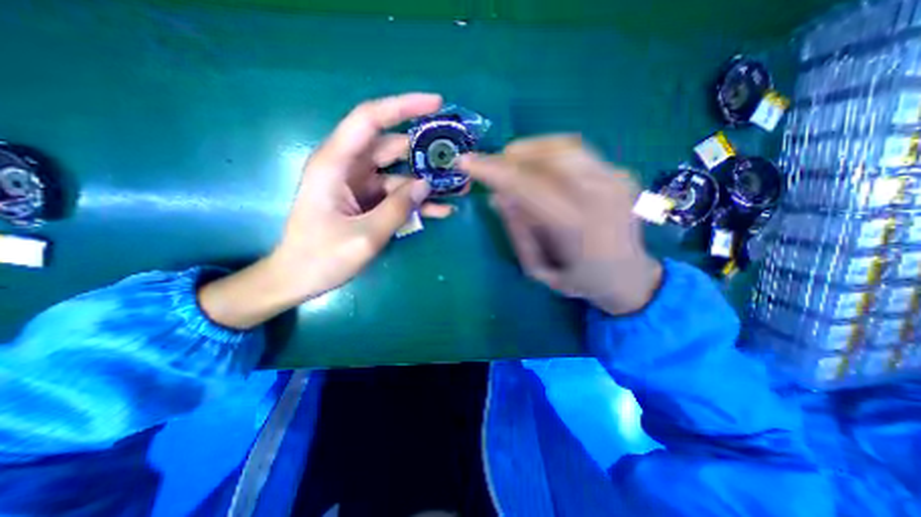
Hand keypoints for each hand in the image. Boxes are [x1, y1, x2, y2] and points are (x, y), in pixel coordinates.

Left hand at [200, 93, 452, 327]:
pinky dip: (418, 202)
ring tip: (458, 187)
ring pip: (400, 174)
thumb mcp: (365, 236)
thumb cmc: (322, 257)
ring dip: (427, 180)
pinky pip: (397, 196)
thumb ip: (398, 208)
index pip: (370, 119)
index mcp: (336, 164)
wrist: (299, 278)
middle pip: (392, 147)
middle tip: (457, 156)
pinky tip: (442, 210)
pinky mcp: (368, 202)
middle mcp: (348, 168)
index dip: (403, 106)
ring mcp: (360, 186)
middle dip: (425, 151)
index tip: (436, 104)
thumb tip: (425, 185)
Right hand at [459, 136, 662, 314]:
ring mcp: (616, 180)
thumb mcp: (538, 270)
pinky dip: (550, 152)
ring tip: (512, 164)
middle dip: (510, 157)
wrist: (630, 277)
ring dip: (529, 150)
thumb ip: (518, 232)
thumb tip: (497, 197)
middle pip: (547, 157)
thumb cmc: (580, 281)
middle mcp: (600, 195)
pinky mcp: (621, 172)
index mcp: (578, 227)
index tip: (466, 162)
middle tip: (491, 167)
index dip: (494, 171)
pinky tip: (539, 166)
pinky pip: (578, 151)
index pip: (527, 185)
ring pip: (564, 146)